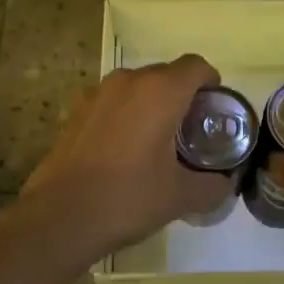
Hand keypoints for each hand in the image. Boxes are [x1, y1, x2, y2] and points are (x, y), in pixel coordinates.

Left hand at [19, 54, 234, 268]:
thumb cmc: (127, 197)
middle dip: (183, 95)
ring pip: (138, 86)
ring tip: (158, 141)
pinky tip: (125, 150)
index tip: (215, 109)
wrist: (59, 217)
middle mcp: (129, 80)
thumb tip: (225, 184)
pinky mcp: (77, 110)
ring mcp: (98, 93)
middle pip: (167, 74)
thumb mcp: (180, 197)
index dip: (211, 82)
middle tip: (192, 131)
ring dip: (153, 104)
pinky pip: (113, 101)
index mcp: (160, 91)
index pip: (196, 66)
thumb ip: (212, 186)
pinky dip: (126, 114)